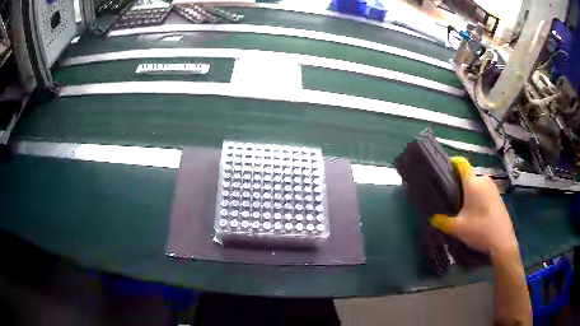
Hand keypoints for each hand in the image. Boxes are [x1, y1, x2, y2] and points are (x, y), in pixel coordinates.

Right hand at [430, 157, 518, 255]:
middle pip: (469, 176)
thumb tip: (433, 218)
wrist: (502, 241)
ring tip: (462, 207)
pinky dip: (478, 197)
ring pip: (477, 184)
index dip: (453, 163)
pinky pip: (484, 191)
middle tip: (451, 198)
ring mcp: (493, 188)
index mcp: (473, 183)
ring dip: (469, 192)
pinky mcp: (498, 196)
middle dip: (459, 184)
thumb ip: (443, 221)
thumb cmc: (480, 229)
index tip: (445, 169)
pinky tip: (476, 212)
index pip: (462, 164)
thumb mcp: (458, 228)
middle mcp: (483, 180)